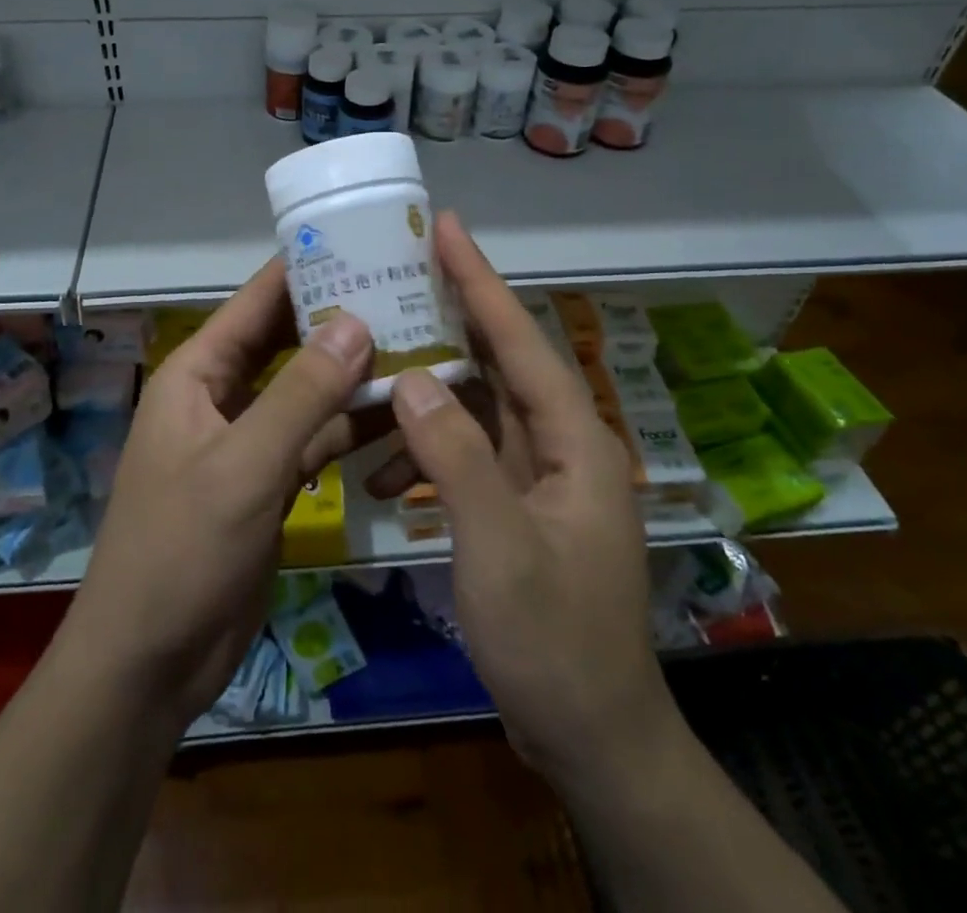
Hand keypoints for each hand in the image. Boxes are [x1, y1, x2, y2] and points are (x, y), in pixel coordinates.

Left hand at [52, 260, 379, 728]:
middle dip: (339, 318)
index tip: (362, 241)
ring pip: (307, 390)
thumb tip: (356, 320)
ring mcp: (249, 440)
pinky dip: (350, 426)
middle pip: (287, 341)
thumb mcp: (243, 465)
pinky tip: (399, 412)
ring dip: (352, 373)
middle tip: (406, 291)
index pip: (256, 302)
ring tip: (418, 342)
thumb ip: (301, 393)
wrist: (150, 662)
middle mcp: (223, 396)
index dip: (304, 268)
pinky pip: (316, 439)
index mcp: (198, 374)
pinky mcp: (271, 481)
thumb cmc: (181, 550)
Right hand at [385, 213, 683, 784]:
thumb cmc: (554, 641)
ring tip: (373, 367)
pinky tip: (383, 467)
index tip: (445, 228)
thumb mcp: (498, 547)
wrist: (593, 737)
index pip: (520, 340)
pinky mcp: (517, 503)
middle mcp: (561, 443)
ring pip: (478, 406)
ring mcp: (539, 474)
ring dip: (427, 392)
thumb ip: (455, 457)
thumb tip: (411, 377)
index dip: (480, 281)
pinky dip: (427, 450)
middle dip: (450, 316)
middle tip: (398, 275)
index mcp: (573, 439)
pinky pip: (467, 453)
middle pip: (499, 361)